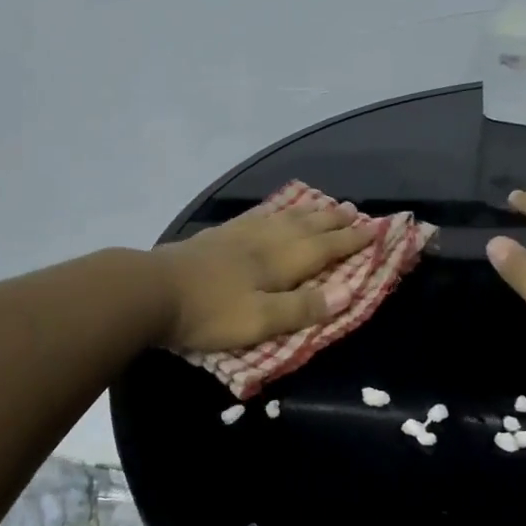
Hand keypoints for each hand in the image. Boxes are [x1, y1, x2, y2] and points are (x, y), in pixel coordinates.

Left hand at [154, 197, 374, 352]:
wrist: (150, 291)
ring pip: (281, 218)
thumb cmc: (208, 312)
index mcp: (278, 262)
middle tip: (355, 212)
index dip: (351, 240)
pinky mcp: (214, 238)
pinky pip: (254, 218)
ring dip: (307, 213)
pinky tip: (270, 213)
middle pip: (305, 228)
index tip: (376, 229)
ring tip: (323, 206)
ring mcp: (236, 236)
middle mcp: (263, 242)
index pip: (324, 248)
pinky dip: (272, 212)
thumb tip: (347, 293)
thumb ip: (301, 308)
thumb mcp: (259, 320)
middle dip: (333, 222)